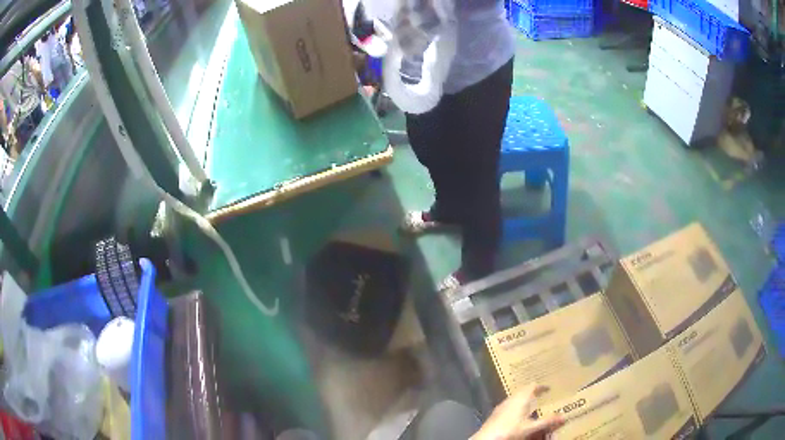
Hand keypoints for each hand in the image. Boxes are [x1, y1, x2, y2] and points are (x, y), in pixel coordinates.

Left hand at [471, 385, 563, 439]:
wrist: (487, 438)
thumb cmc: (510, 430)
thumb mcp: (531, 427)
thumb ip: (547, 422)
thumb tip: (563, 417)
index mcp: (520, 399)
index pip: (532, 386)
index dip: (541, 386)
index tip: (548, 388)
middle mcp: (510, 399)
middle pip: (523, 391)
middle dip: (532, 392)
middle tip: (541, 395)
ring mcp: (502, 406)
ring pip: (515, 398)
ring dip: (524, 400)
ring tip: (532, 405)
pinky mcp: (495, 414)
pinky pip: (509, 406)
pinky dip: (516, 407)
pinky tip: (518, 416)